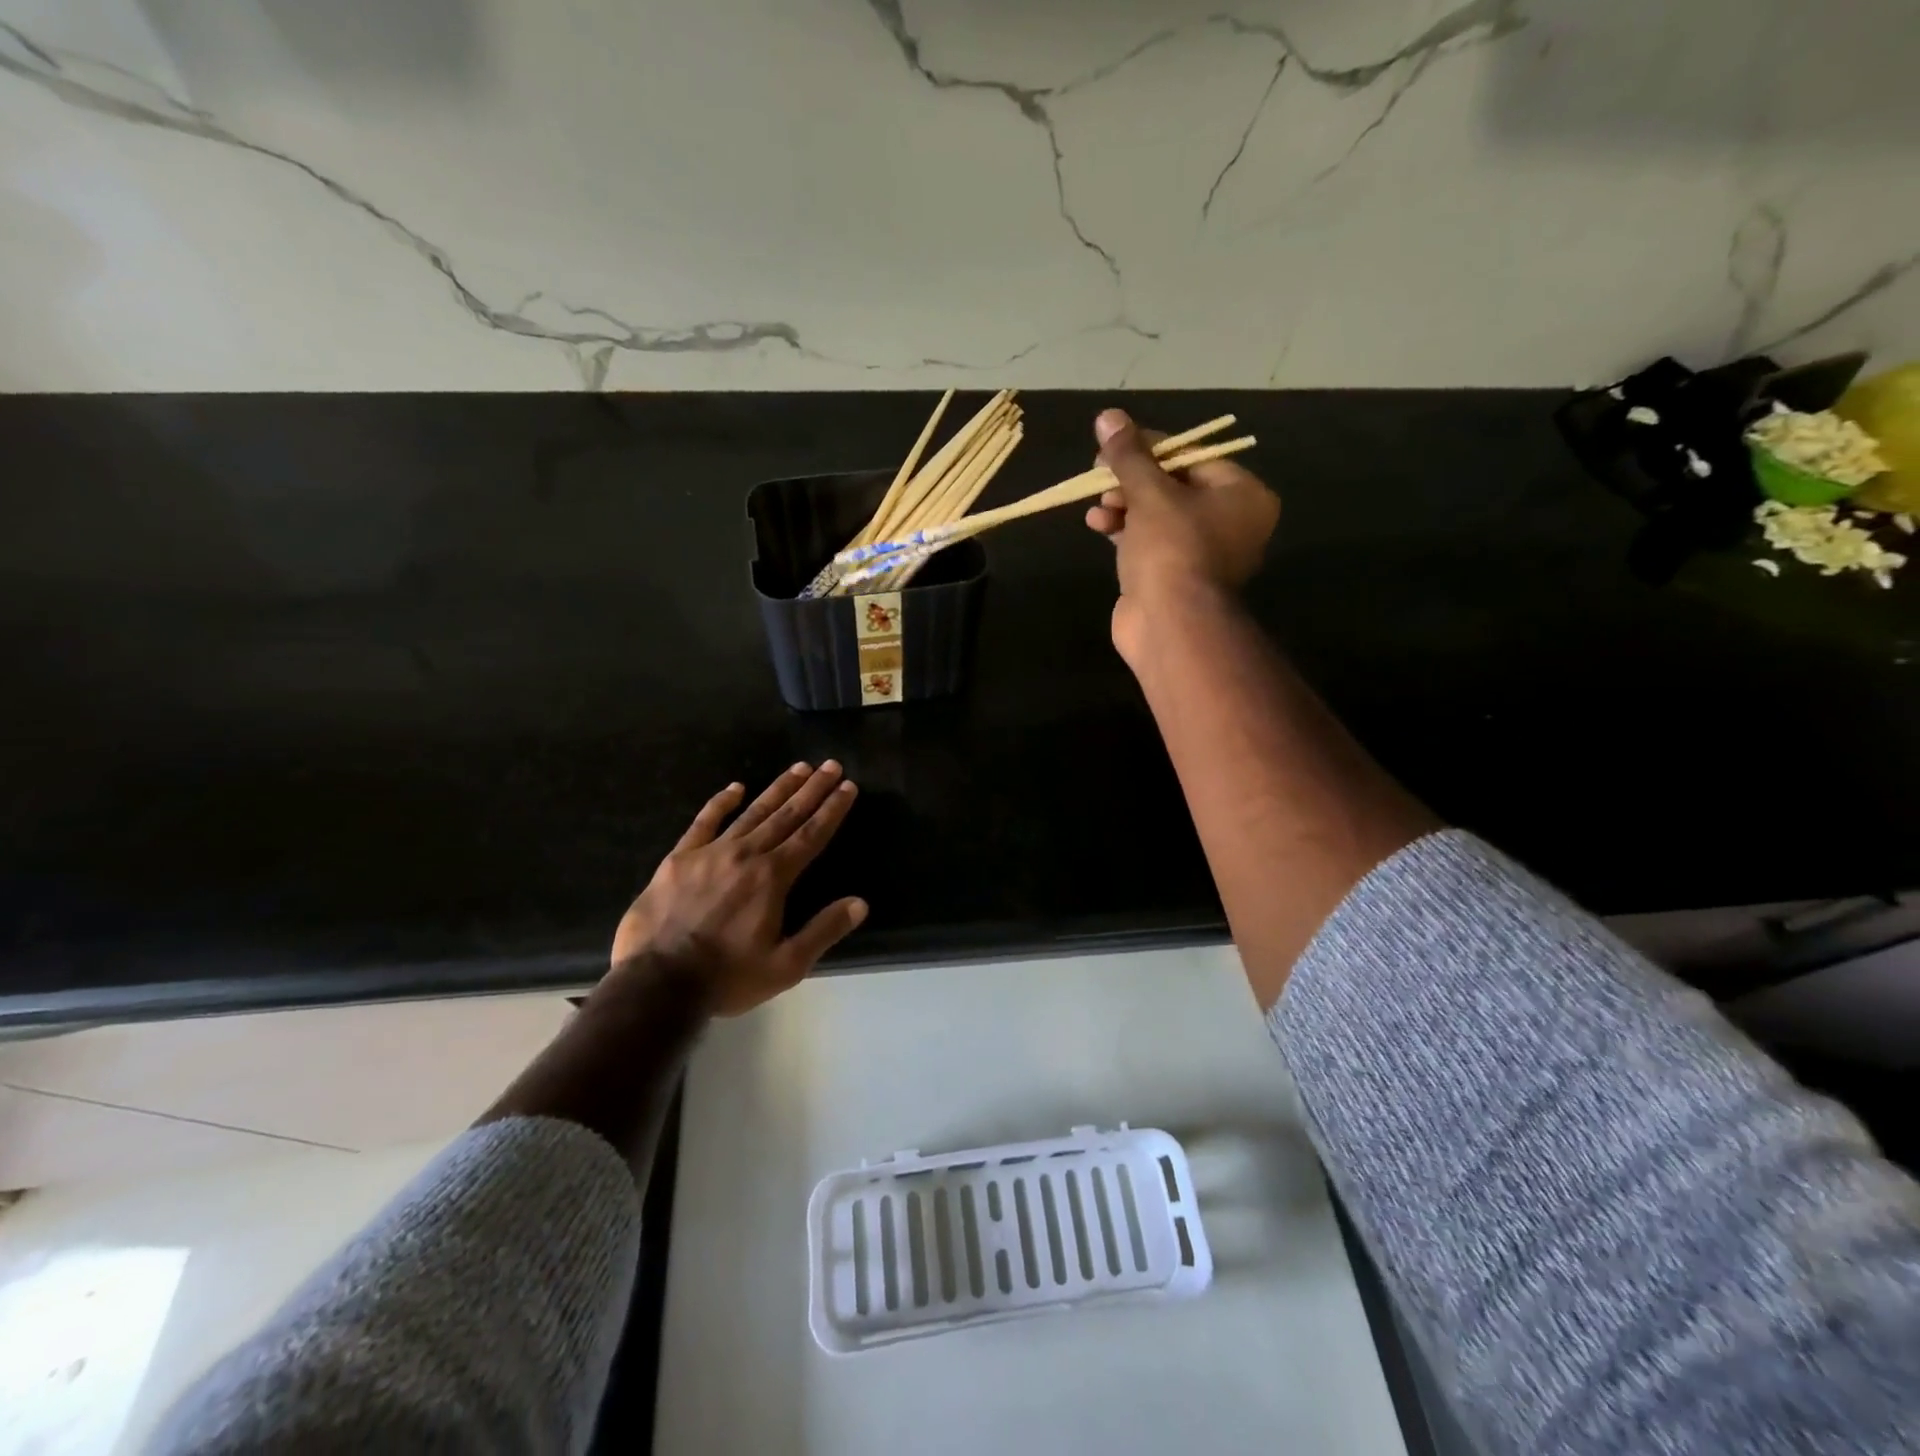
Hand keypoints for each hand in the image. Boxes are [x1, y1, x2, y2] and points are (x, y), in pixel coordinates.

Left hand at [610, 762, 866, 1015]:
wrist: (657, 983)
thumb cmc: (727, 977)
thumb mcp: (786, 966)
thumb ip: (823, 931)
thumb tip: (860, 903)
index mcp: (773, 878)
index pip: (811, 835)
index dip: (832, 809)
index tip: (848, 786)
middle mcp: (746, 855)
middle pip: (786, 815)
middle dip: (812, 789)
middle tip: (831, 765)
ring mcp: (710, 852)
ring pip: (752, 812)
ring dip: (778, 789)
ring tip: (799, 768)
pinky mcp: (679, 858)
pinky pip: (704, 822)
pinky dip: (721, 802)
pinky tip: (735, 787)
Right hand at [1084, 408, 1279, 663]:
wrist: (1169, 625)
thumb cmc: (1172, 549)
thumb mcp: (1149, 493)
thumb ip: (1129, 455)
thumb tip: (1108, 416)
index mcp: (1242, 495)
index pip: (1193, 455)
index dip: (1150, 447)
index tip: (1113, 444)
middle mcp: (1230, 522)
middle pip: (1173, 485)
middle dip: (1132, 479)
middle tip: (1099, 473)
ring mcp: (1201, 553)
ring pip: (1157, 515)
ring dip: (1122, 505)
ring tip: (1097, 503)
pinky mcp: (1174, 576)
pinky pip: (1148, 542)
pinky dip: (1124, 531)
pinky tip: (1097, 524)